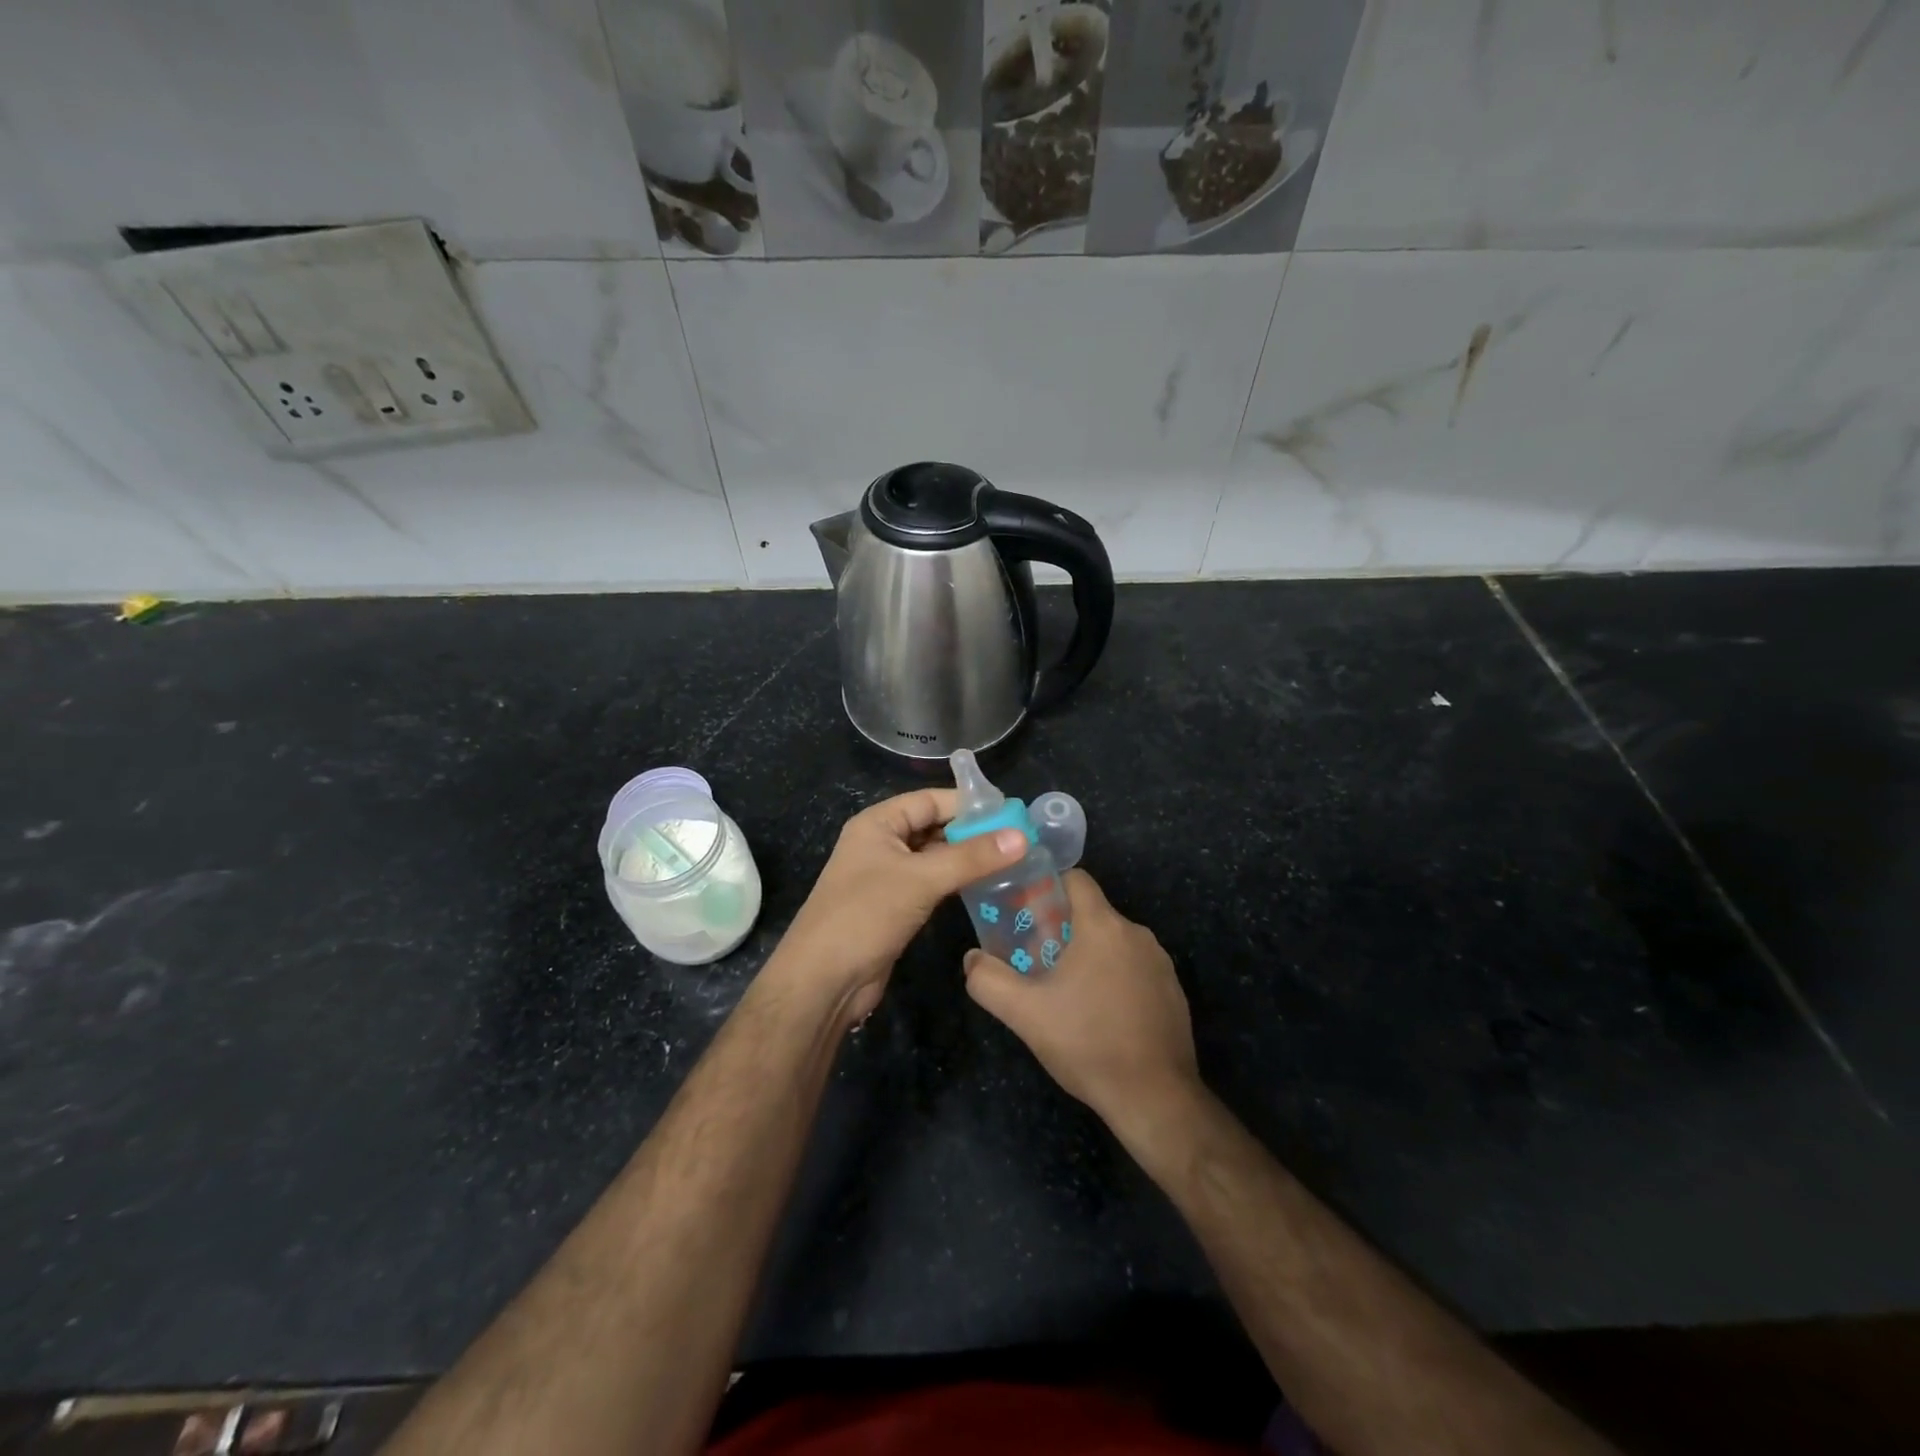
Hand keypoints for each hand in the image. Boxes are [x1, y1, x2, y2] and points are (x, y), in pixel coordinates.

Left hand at [774, 789, 1028, 1026]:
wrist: (824, 980)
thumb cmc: (866, 915)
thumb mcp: (921, 879)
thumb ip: (972, 857)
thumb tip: (1022, 836)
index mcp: (878, 823)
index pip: (930, 800)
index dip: (968, 804)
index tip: (1011, 812)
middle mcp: (881, 843)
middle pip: (933, 827)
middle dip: (972, 832)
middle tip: (1019, 839)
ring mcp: (887, 877)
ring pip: (935, 858)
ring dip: (967, 859)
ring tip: (1013, 861)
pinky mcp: (895, 906)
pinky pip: (932, 884)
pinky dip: (957, 883)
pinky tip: (987, 887)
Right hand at [963, 869, 1200, 1140]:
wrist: (1155, 1097)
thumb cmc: (1087, 1043)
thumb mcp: (1024, 1014)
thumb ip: (988, 980)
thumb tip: (971, 959)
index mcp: (1103, 926)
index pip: (1076, 878)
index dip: (1048, 887)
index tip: (1026, 912)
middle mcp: (1136, 933)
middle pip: (1092, 913)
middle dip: (1062, 929)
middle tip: (1036, 959)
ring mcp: (1160, 963)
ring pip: (1114, 942)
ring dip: (1090, 955)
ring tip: (1066, 990)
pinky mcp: (1173, 990)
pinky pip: (1135, 968)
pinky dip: (1115, 978)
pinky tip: (1101, 1014)